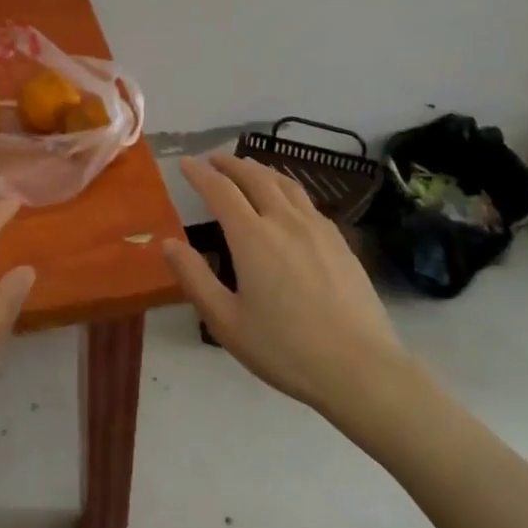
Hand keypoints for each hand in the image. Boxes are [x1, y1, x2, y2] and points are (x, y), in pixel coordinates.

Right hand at [162, 155, 406, 417]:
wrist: (360, 367)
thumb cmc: (285, 349)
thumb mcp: (226, 321)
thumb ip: (195, 278)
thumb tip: (167, 243)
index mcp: (252, 237)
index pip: (221, 190)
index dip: (200, 173)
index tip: (185, 163)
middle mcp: (285, 221)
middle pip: (255, 176)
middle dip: (231, 164)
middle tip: (213, 159)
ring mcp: (317, 228)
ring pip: (285, 183)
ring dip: (260, 170)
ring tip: (248, 169)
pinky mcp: (340, 242)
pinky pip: (307, 201)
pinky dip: (286, 188)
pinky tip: (287, 203)